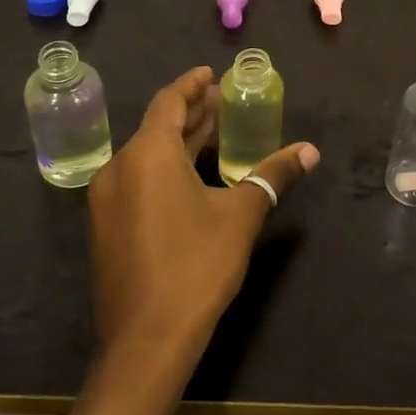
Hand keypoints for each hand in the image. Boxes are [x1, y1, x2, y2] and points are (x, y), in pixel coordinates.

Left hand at [87, 66, 318, 361]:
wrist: (146, 341)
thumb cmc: (196, 266)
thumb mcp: (241, 215)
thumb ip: (273, 175)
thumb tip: (309, 151)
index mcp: (148, 155)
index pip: (169, 102)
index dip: (191, 85)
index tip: (210, 73)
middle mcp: (119, 168)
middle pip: (157, 127)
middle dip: (190, 112)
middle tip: (221, 101)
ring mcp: (107, 200)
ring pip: (146, 156)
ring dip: (179, 141)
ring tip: (212, 132)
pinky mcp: (106, 227)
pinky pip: (137, 180)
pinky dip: (164, 168)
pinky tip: (189, 178)